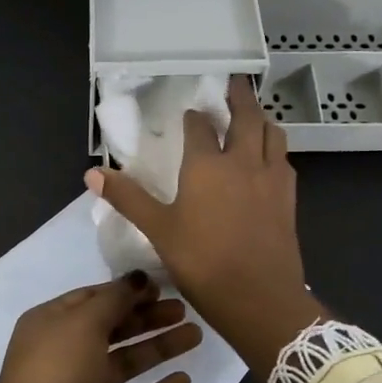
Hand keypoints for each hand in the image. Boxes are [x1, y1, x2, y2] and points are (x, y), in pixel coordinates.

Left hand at [0, 273, 201, 382]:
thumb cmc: (56, 369)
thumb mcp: (83, 322)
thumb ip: (114, 299)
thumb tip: (138, 278)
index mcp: (50, 323)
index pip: (92, 299)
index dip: (126, 292)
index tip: (160, 287)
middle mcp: (63, 353)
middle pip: (112, 330)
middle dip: (148, 319)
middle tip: (184, 310)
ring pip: (125, 364)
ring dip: (158, 349)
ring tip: (195, 335)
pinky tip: (183, 381)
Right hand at [86, 77, 322, 382]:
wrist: (260, 299)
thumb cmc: (203, 262)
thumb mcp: (158, 230)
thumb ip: (128, 198)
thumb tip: (92, 173)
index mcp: (207, 165)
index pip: (200, 127)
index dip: (194, 116)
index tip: (190, 111)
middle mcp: (243, 162)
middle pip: (246, 118)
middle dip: (239, 98)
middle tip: (236, 83)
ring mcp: (271, 179)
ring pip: (272, 135)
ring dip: (262, 120)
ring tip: (255, 117)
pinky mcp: (289, 199)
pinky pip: (284, 161)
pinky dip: (276, 149)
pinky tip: (270, 160)